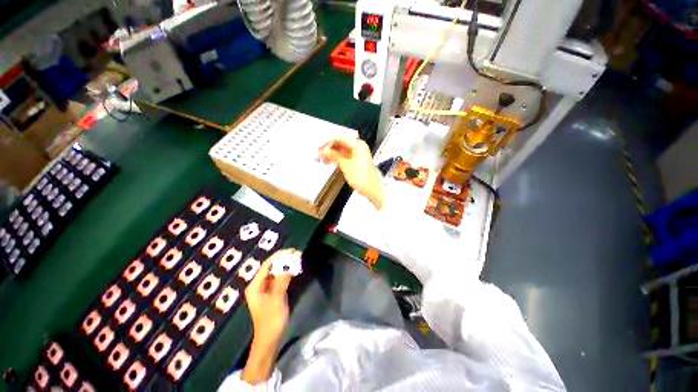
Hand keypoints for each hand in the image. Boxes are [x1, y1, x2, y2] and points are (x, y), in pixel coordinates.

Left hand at [243, 249, 298, 383]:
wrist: (270, 340)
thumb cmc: (271, 320)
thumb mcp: (277, 299)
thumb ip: (282, 281)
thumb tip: (288, 265)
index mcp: (255, 286)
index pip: (266, 265)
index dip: (278, 256)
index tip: (291, 250)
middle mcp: (258, 285)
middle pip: (271, 267)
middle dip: (283, 259)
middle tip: (297, 253)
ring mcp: (265, 289)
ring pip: (276, 272)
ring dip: (286, 266)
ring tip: (298, 259)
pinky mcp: (272, 293)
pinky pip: (279, 279)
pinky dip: (286, 274)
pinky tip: (295, 270)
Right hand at [319, 136, 383, 208]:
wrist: (371, 189)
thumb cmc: (363, 178)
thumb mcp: (345, 165)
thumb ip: (334, 156)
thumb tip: (325, 151)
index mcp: (358, 145)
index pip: (340, 138)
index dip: (328, 142)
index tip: (321, 147)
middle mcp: (359, 148)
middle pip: (341, 143)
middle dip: (330, 148)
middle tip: (320, 152)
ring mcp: (358, 154)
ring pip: (342, 150)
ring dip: (332, 154)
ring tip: (323, 158)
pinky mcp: (357, 161)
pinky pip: (345, 156)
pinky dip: (337, 158)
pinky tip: (330, 161)